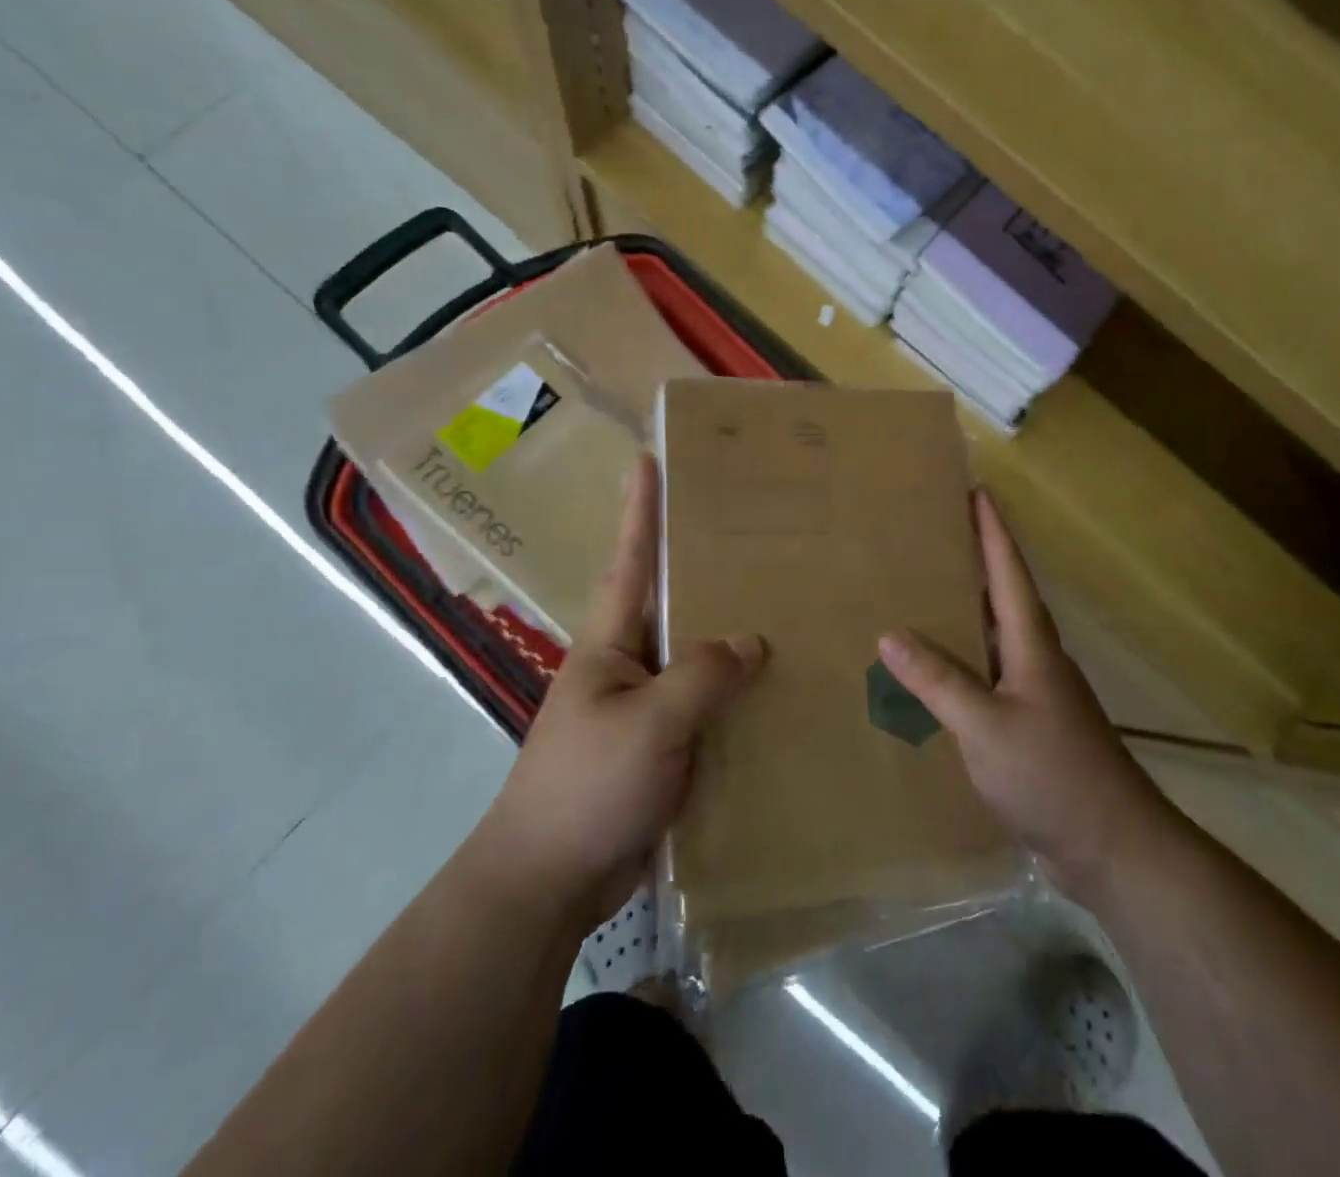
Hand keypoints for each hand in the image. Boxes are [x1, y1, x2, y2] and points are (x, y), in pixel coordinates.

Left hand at [482, 455, 765, 926]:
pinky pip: (710, 706)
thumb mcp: (648, 723)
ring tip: (787, 602)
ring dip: (732, 633)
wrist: (551, 881)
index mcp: (611, 643)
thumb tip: (753, 641)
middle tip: (759, 531)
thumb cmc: (587, 786)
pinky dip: (739, 693)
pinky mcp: (666, 747)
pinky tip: (782, 688)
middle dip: (707, 564)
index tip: (649, 459)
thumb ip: (702, 676)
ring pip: (698, 656)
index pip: (631, 561)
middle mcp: (630, 664)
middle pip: (674, 602)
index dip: (640, 510)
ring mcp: (647, 707)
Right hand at [879, 489, 1173, 907]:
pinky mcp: (1030, 726)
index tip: (977, 491)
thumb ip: (938, 680)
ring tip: (924, 593)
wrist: (1112, 846)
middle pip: (1003, 596)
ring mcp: (1035, 694)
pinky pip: (988, 676)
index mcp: (1032, 645)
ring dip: (967, 611)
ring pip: (995, 637)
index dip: (992, 531)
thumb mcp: (986, 726)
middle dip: (974, 561)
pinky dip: (962, 661)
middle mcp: (1036, 659)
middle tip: (934, 534)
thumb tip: (889, 633)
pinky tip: (934, 673)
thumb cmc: (1052, 774)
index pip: (1008, 572)